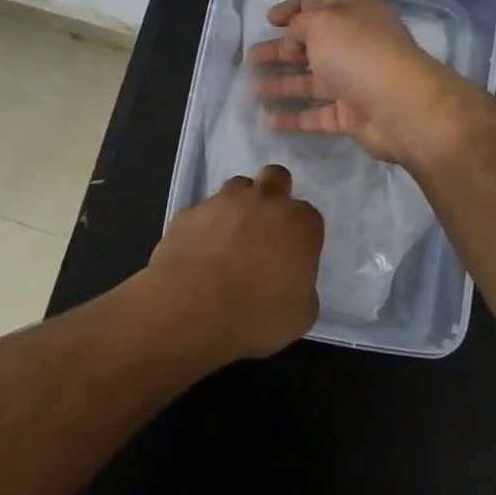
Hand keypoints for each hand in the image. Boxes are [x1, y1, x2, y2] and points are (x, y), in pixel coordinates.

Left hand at [144, 165, 323, 358]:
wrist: (192, 312)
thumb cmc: (257, 316)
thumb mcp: (301, 313)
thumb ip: (302, 285)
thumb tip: (289, 280)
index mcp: (299, 222)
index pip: (308, 216)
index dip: (300, 234)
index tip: (292, 256)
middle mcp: (263, 201)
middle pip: (275, 178)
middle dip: (274, 195)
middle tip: (266, 228)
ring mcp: (221, 202)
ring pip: (236, 188)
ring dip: (238, 206)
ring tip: (229, 241)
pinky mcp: (187, 214)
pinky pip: (200, 214)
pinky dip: (203, 228)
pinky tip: (197, 255)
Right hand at [247, 0, 471, 164]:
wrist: (400, 106)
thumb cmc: (358, 52)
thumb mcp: (322, 23)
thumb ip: (299, 25)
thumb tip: (293, 39)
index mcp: (355, 12)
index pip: (320, 4)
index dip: (293, 8)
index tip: (268, 19)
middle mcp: (356, 44)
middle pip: (313, 44)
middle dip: (281, 49)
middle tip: (251, 56)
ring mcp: (355, 81)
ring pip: (312, 81)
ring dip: (283, 84)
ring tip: (253, 88)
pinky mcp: (352, 116)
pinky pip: (318, 115)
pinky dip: (295, 117)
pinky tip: (270, 121)